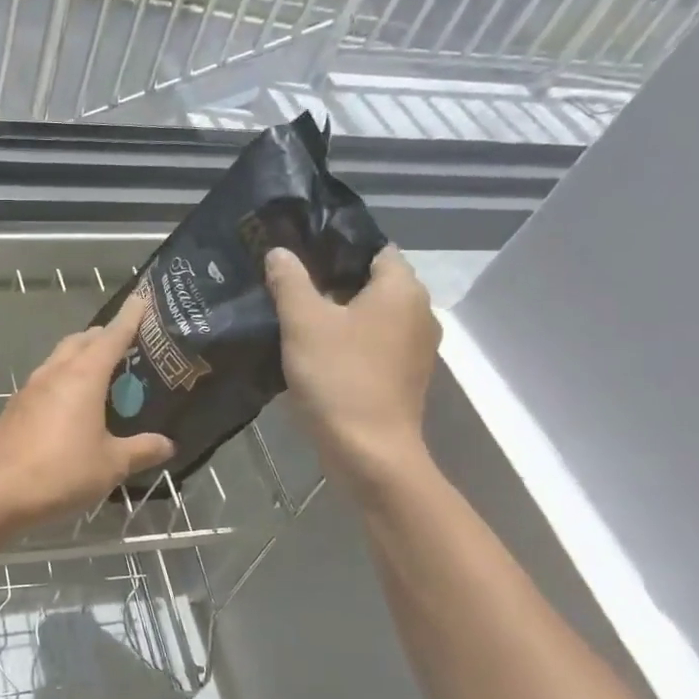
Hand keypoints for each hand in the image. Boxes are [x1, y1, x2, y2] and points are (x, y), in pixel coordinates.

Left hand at [0, 293, 175, 528]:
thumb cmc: (62, 472)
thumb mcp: (111, 465)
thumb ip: (141, 450)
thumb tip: (167, 444)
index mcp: (83, 377)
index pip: (111, 336)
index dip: (130, 318)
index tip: (141, 299)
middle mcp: (55, 373)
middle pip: (82, 341)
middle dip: (103, 335)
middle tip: (126, 343)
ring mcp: (30, 388)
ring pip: (59, 358)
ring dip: (80, 355)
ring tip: (100, 371)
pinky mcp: (16, 406)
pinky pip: (46, 380)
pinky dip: (63, 379)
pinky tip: (70, 403)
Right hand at [264, 245, 439, 491]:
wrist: (369, 451)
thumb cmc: (339, 377)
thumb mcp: (303, 323)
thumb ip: (289, 281)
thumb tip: (279, 252)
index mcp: (401, 289)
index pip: (374, 248)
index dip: (337, 247)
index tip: (299, 254)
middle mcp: (419, 312)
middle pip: (373, 282)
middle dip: (333, 281)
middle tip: (288, 284)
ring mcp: (416, 348)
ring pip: (373, 315)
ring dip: (340, 314)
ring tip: (295, 316)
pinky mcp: (405, 376)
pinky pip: (375, 344)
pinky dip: (350, 341)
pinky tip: (316, 351)